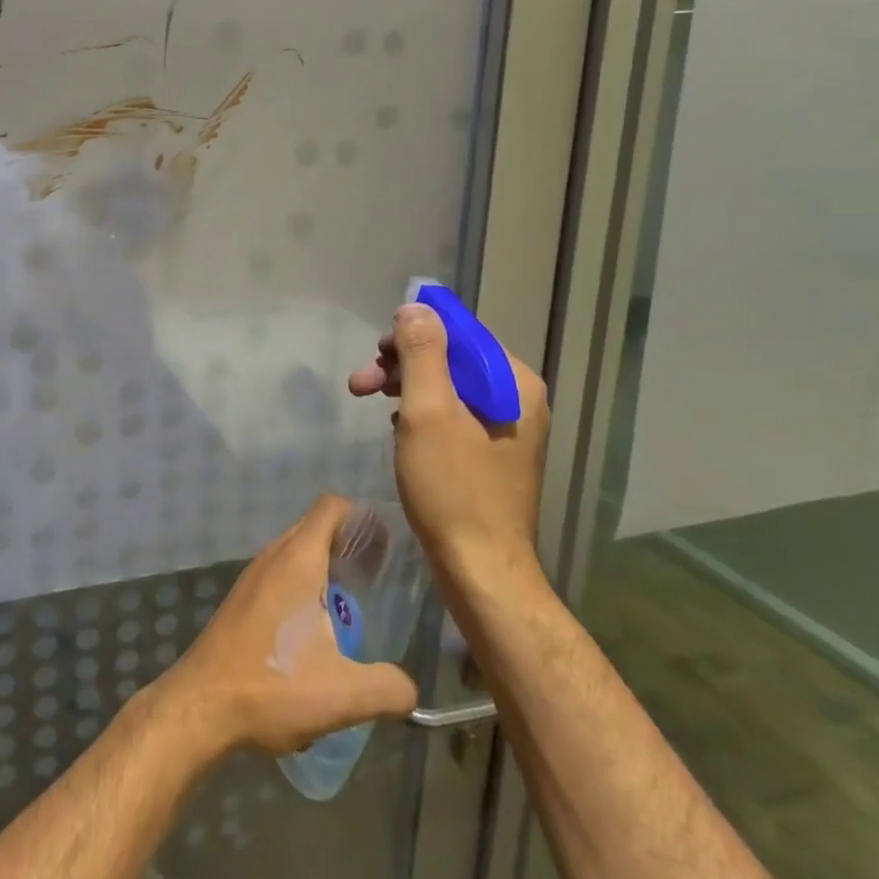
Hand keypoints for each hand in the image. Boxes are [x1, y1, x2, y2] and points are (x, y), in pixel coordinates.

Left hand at [153, 495, 417, 757]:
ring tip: (355, 605)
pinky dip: (304, 588)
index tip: (388, 546)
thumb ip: (389, 688)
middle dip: (349, 544)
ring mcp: (253, 576)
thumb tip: (411, 689)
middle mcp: (274, 556)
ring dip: (326, 569)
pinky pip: (281, 576)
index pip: (332, 507)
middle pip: (317, 528)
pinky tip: (317, 631)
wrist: (201, 706)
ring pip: (297, 554)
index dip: (363, 517)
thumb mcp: (343, 694)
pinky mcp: (242, 600)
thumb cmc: (272, 685)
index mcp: (299, 559)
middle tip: (380, 577)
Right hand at [348, 303, 551, 591]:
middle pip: (451, 360)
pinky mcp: (492, 455)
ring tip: (370, 403)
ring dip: (406, 390)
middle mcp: (517, 399)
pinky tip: (399, 430)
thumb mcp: (428, 411)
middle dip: (402, 366)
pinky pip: (453, 416)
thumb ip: (421, 352)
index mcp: (513, 382)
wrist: (480, 571)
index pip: (460, 332)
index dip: (412, 333)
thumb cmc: (452, 487)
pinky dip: (422, 415)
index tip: (375, 351)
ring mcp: (507, 429)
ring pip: (449, 389)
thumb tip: (415, 307)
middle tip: (360, 383)